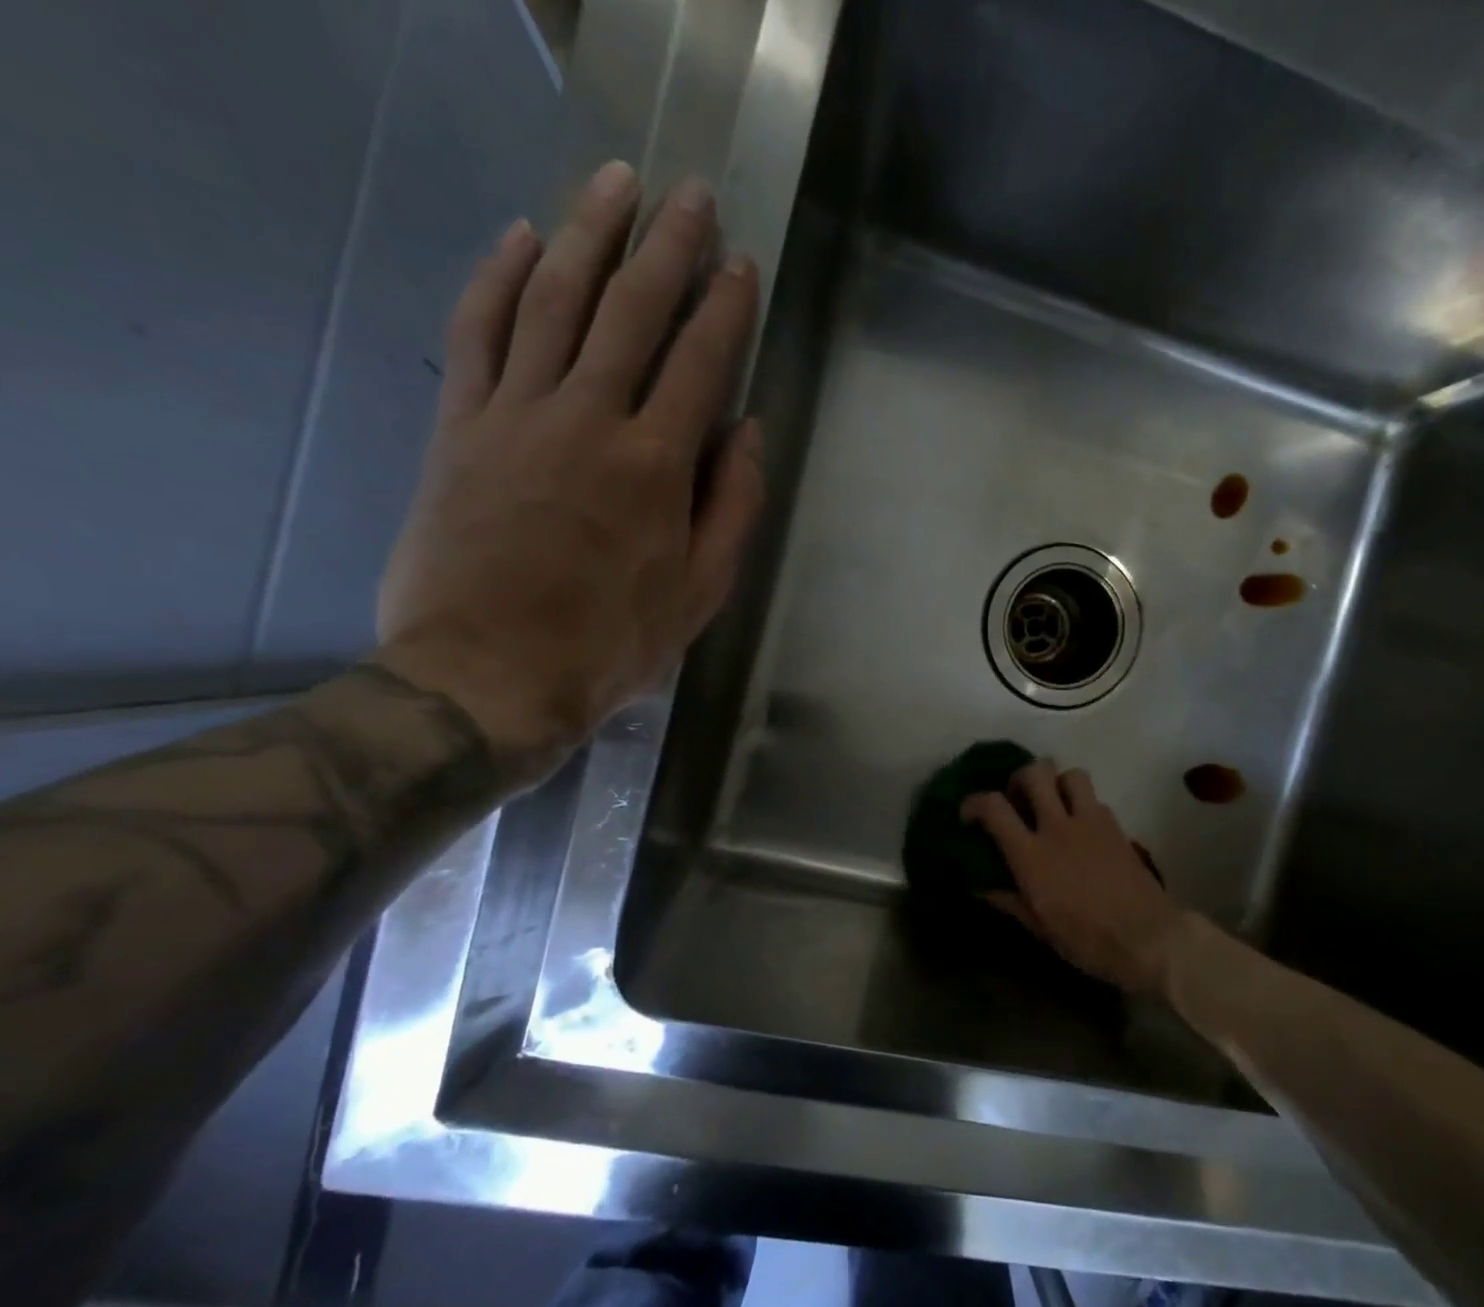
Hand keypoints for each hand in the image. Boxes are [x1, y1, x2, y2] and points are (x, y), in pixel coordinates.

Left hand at [375, 161, 762, 784]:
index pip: (699, 363)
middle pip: (630, 311)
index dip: (724, 308)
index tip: (739, 264)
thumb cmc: (611, 643)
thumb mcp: (700, 592)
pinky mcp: (460, 425)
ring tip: (614, 183)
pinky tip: (522, 239)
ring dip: (589, 234)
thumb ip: (733, 507)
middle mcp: (588, 419)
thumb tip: (749, 433)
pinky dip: (498, 278)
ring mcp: (516, 414)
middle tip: (687, 192)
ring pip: (554, 300)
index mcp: (655, 466)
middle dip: (666, 247)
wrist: (489, 673)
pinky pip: (478, 332)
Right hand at [961, 761, 1185, 996]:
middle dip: (1019, 779)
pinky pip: (1095, 798)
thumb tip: (983, 887)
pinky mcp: (1116, 826)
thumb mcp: (1040, 927)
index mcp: (1032, 855)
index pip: (994, 807)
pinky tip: (1081, 828)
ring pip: (1070, 774)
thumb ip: (1010, 900)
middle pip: (1034, 773)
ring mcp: (1091, 822)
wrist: (1148, 938)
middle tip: (1017, 800)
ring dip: (1056, 783)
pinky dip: (1082, 804)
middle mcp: (1059, 827)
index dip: (974, 802)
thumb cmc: (1087, 940)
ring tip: (1053, 804)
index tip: (969, 814)